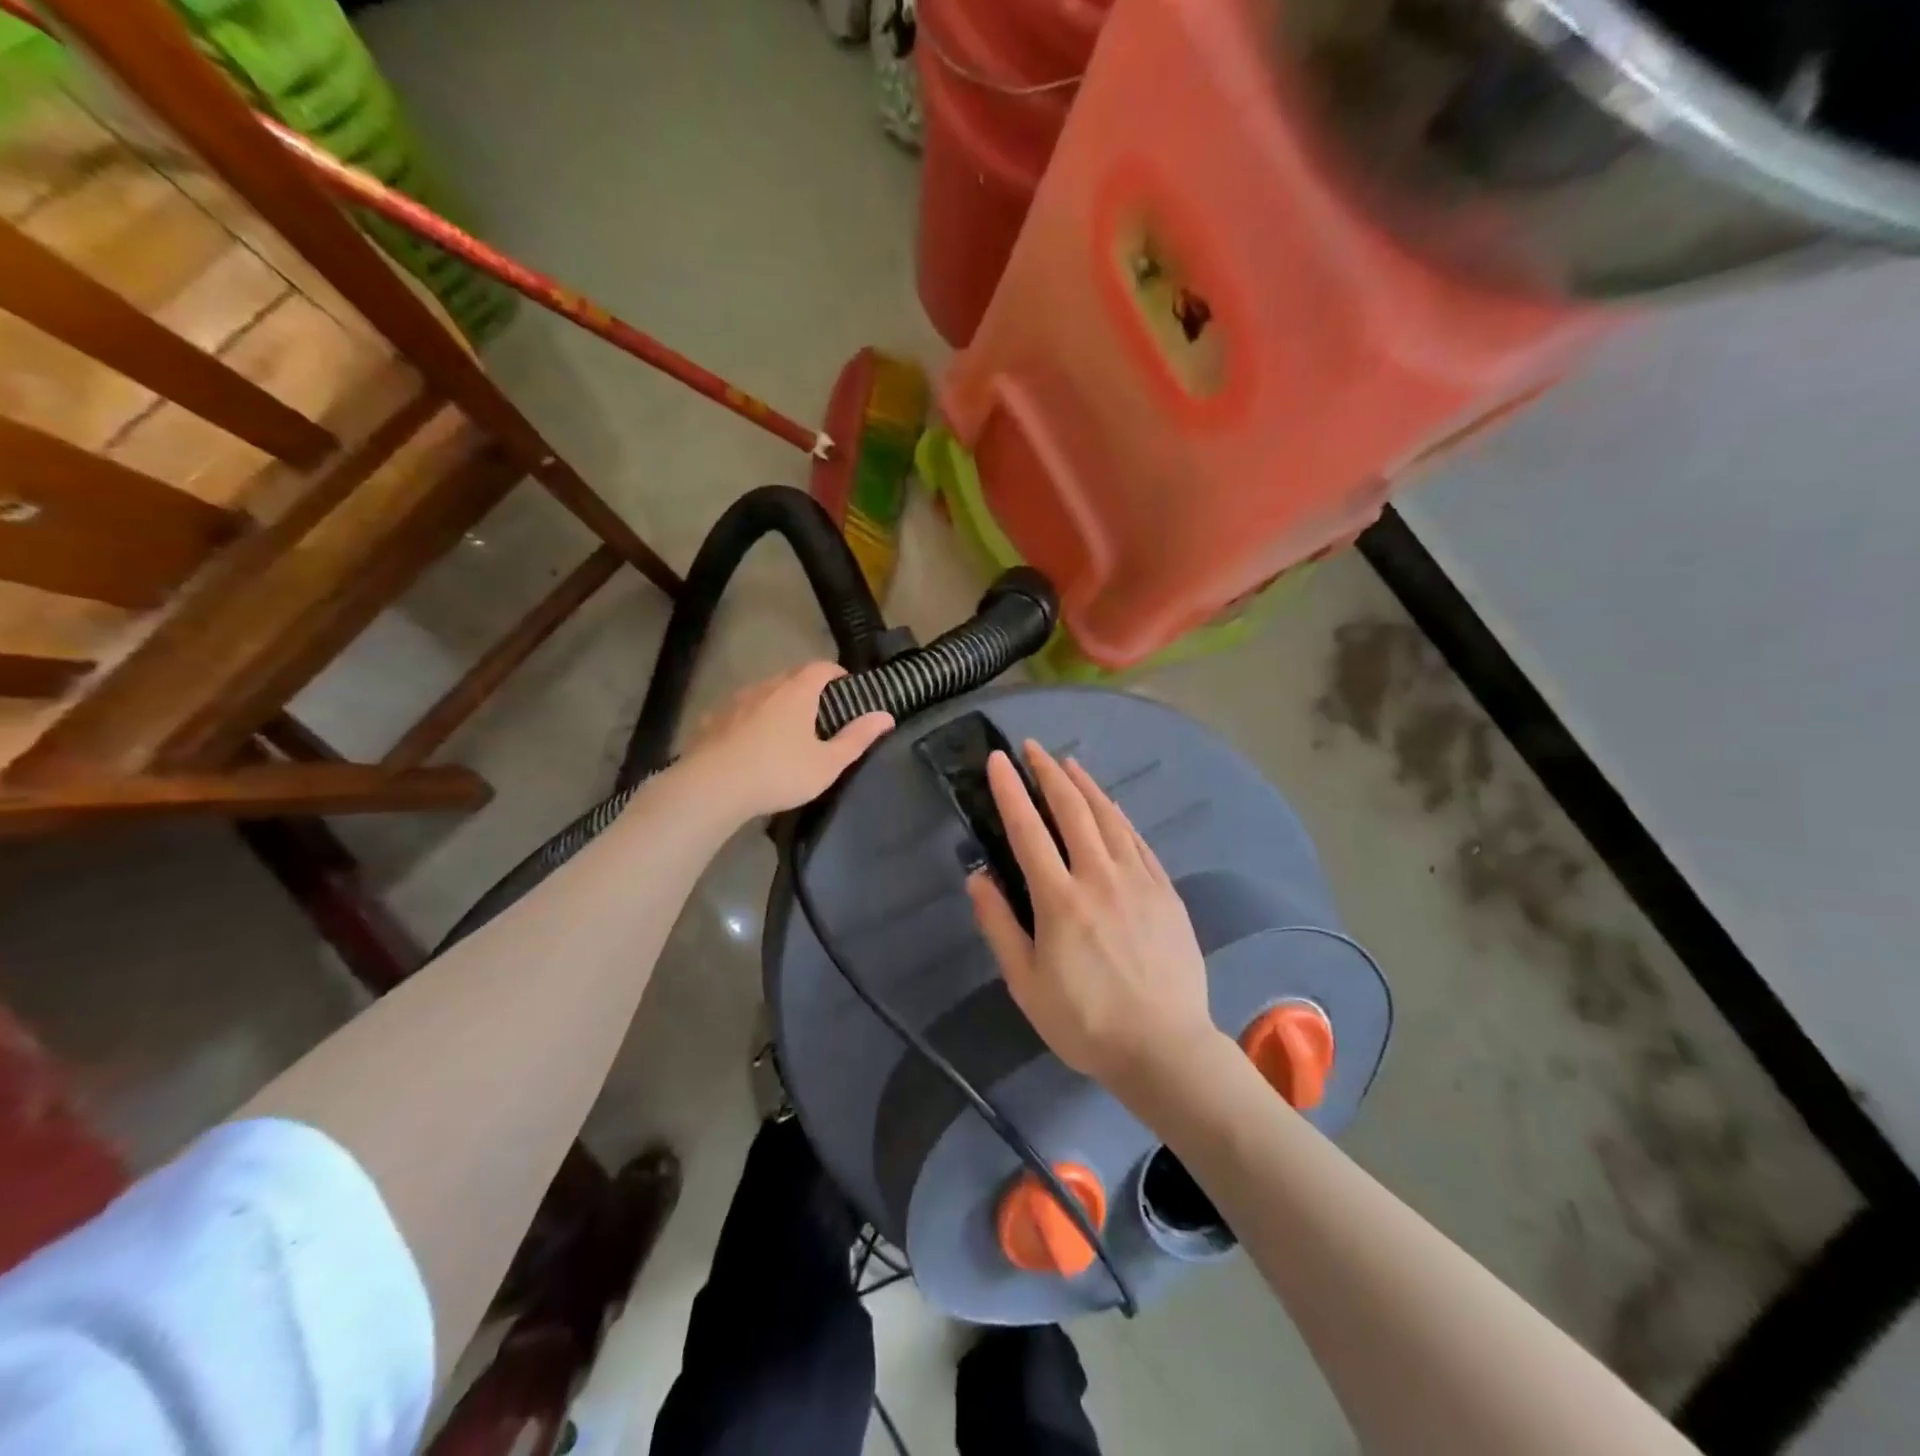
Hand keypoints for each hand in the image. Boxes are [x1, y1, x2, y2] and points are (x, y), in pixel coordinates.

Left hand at [680, 662, 891, 820]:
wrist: (711, 787)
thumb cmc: (778, 773)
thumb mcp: (827, 763)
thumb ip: (857, 738)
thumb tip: (885, 716)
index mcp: (796, 692)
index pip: (821, 667)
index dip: (836, 673)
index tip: (846, 688)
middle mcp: (765, 687)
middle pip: (791, 676)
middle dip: (808, 687)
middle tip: (820, 711)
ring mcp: (734, 702)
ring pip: (762, 693)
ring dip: (777, 703)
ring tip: (785, 729)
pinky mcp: (711, 721)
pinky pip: (738, 712)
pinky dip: (750, 719)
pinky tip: (750, 743)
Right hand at [967, 739, 1218, 1091]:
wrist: (1164, 1047)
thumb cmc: (1084, 1022)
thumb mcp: (1026, 984)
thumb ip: (999, 926)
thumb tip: (977, 877)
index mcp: (1059, 900)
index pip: (1028, 830)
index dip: (1011, 790)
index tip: (999, 760)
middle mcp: (1099, 878)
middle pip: (1072, 811)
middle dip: (1048, 773)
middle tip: (1033, 748)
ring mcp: (1137, 881)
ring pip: (1108, 818)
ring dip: (1085, 786)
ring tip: (1068, 763)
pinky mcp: (1165, 892)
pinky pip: (1138, 842)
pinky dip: (1120, 816)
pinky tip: (1111, 806)